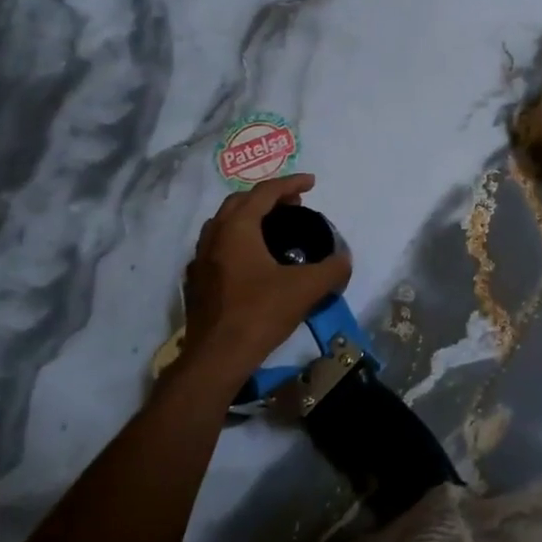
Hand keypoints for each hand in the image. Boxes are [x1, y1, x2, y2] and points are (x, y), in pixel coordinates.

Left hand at [183, 174, 352, 377]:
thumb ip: (331, 269)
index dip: (291, 183)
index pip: (265, 192)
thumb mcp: (306, 289)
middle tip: (294, 205)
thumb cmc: (260, 313)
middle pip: (240, 202)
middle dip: (268, 198)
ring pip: (224, 225)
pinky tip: (252, 261)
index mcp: (237, 229)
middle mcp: (213, 237)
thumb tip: (344, 260)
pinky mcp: (196, 283)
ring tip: (274, 229)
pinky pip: (218, 248)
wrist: (217, 357)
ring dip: (250, 218)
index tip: (312, 183)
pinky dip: (237, 242)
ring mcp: (200, 260)